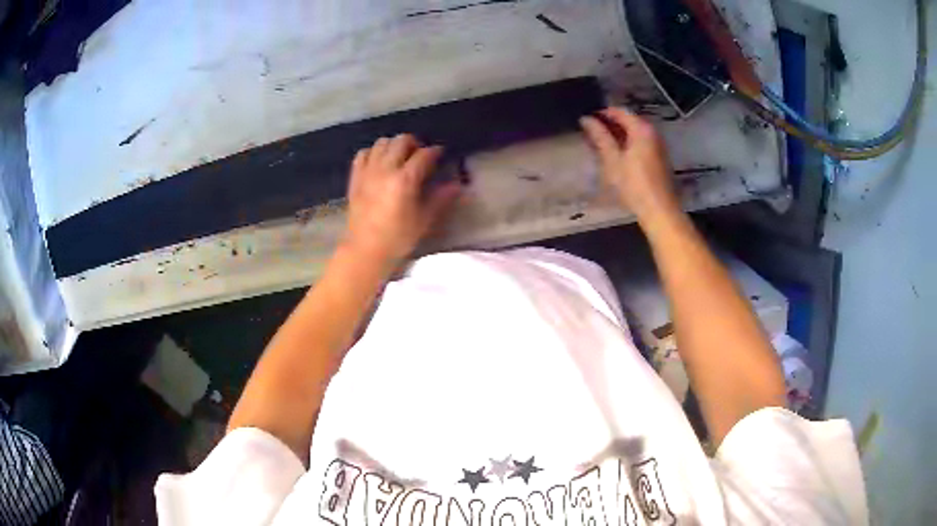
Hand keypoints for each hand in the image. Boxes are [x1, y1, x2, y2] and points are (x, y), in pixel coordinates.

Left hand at [344, 134, 461, 268]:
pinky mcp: (355, 178)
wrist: (365, 251)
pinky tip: (379, 162)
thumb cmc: (398, 238)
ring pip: (382, 143)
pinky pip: (363, 154)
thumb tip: (458, 185)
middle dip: (415, 143)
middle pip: (401, 141)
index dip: (435, 152)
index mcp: (405, 180)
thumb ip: (440, 199)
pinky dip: (373, 152)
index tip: (441, 154)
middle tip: (421, 155)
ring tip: (400, 157)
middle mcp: (385, 170)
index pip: (424, 155)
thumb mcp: (424, 220)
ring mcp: (368, 172)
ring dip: (394, 145)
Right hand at [580, 107, 680, 223]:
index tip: (586, 120)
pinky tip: (615, 155)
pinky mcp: (658, 158)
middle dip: (609, 124)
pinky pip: (639, 143)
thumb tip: (586, 119)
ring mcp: (657, 145)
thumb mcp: (613, 160)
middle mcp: (652, 132)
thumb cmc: (634, 184)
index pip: (619, 111)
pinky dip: (626, 144)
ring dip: (617, 135)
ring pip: (634, 132)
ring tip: (599, 144)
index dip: (602, 113)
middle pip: (628, 120)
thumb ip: (600, 137)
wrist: (659, 210)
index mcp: (641, 129)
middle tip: (590, 133)